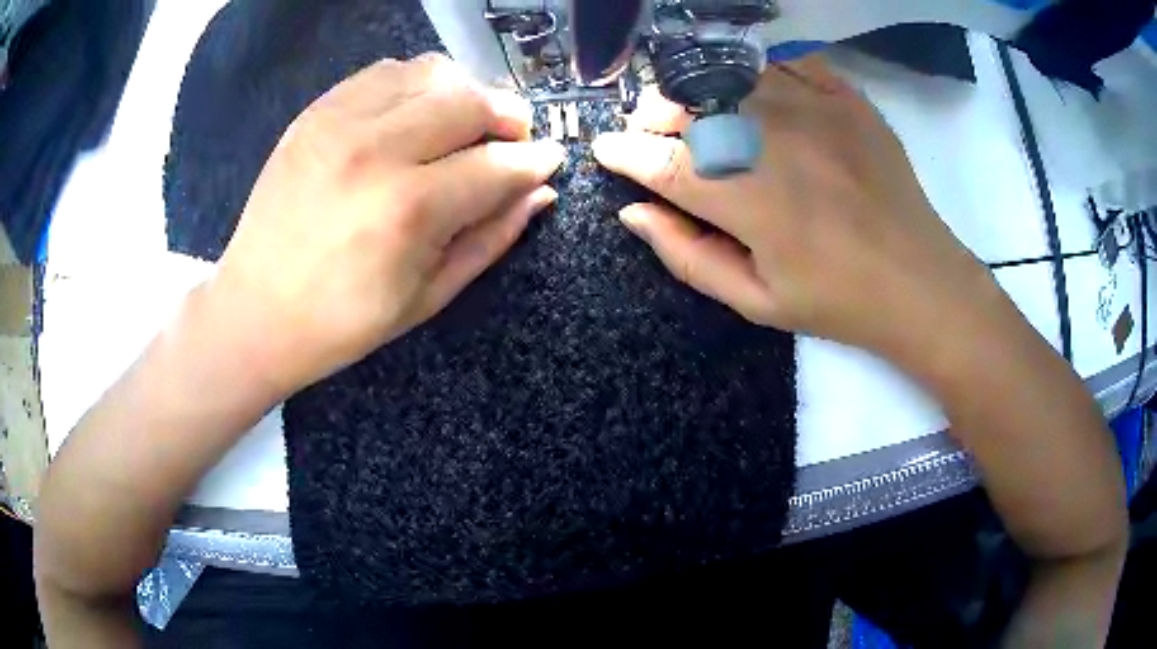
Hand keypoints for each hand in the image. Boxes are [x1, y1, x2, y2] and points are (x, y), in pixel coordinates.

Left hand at [207, 54, 564, 394]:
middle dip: (509, 117)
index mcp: (409, 210)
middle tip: (511, 140)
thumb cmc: (344, 321)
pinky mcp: (316, 111)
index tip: (550, 160)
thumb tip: (540, 191)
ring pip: (432, 72)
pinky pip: (385, 71)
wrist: (256, 310)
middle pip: (471, 101)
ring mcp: (340, 122)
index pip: (499, 163)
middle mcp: (377, 150)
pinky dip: (415, 84)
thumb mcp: (429, 296)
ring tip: (462, 125)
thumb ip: (493, 237)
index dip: (536, 160)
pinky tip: (414, 115)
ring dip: (464, 93)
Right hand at [593, 55, 990, 357]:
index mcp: (747, 199)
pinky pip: (785, 62)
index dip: (624, 155)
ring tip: (697, 111)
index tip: (607, 153)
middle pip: (687, 104)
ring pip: (727, 74)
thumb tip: (634, 214)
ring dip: (697, 89)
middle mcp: (772, 140)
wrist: (920, 281)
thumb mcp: (755, 302)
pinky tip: (754, 94)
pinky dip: (756, 72)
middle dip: (652, 116)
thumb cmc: (838, 301)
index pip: (661, 162)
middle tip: (651, 134)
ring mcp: (813, 108)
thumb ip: (687, 256)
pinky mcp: (845, 97)